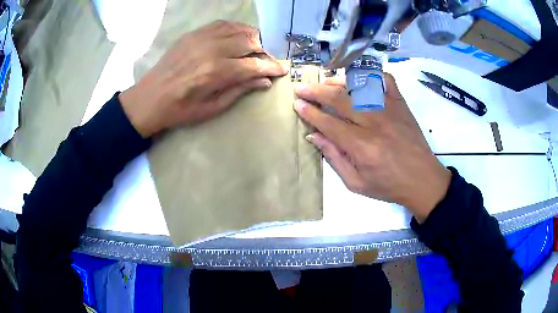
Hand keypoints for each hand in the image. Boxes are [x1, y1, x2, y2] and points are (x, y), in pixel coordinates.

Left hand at [119, 20, 286, 137]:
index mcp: (216, 72)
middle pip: (250, 41)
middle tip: (268, 60)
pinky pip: (222, 24)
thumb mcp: (211, 108)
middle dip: (265, 51)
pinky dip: (236, 29)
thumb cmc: (180, 109)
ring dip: (253, 37)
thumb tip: (265, 81)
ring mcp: (202, 38)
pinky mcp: (194, 33)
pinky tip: (239, 36)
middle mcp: (212, 49)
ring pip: (239, 29)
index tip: (282, 69)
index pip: (255, 64)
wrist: (150, 98)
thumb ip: (240, 91)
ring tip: (257, 48)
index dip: (272, 66)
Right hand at [294, 74, 450, 221]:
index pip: (329, 123)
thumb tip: (315, 135)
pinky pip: (385, 80)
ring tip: (325, 83)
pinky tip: (360, 79)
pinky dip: (372, 75)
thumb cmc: (388, 186)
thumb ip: (334, 158)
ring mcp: (390, 110)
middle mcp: (374, 123)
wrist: (422, 180)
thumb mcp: (356, 183)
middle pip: (340, 99)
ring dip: (338, 82)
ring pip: (359, 86)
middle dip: (316, 92)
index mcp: (362, 147)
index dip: (310, 112)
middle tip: (302, 87)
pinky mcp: (401, 104)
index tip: (297, 103)